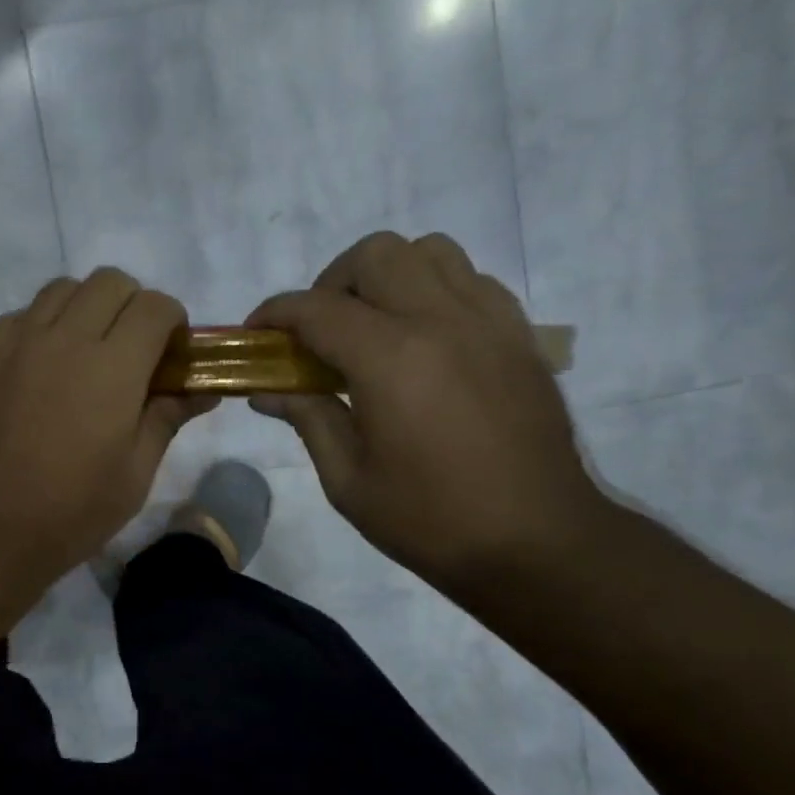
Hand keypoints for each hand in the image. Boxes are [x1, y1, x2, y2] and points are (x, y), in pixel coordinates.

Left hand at [0, 269, 216, 581]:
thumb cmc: (71, 512)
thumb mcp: (134, 474)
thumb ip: (167, 418)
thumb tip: (201, 390)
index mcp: (113, 366)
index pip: (155, 306)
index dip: (173, 323)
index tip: (170, 357)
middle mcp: (65, 338)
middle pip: (109, 282)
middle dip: (132, 306)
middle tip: (131, 352)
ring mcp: (18, 342)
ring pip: (61, 289)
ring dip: (85, 308)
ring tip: (85, 353)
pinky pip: (21, 316)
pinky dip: (42, 325)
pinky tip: (41, 366)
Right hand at [248, 232, 603, 590]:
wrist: (537, 542)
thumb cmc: (430, 519)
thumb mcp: (348, 480)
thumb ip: (307, 419)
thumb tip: (267, 392)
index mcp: (390, 358)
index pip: (317, 308)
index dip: (275, 313)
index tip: (256, 333)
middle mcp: (441, 320)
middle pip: (375, 255)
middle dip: (331, 283)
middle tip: (319, 332)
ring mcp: (488, 322)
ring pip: (430, 252)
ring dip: (387, 276)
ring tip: (373, 326)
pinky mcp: (519, 335)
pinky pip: (471, 280)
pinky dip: (435, 290)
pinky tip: (424, 340)